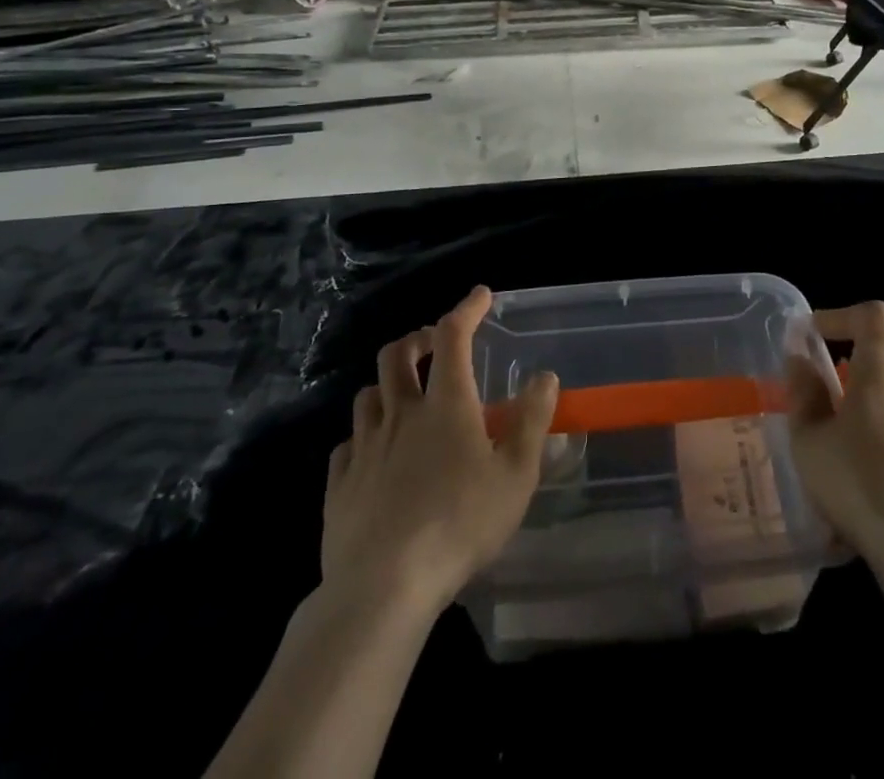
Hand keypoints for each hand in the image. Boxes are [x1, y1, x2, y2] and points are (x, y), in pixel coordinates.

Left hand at [321, 286, 558, 615]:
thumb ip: (532, 421)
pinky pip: (347, 444)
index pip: (452, 336)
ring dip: (387, 384)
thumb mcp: (515, 475)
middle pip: (396, 354)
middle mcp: (400, 414)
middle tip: (433, 344)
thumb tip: (544, 376)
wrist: (384, 587)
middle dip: (416, 338)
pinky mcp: (339, 484)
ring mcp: (364, 448)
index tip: (481, 295)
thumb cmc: (460, 524)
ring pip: (367, 394)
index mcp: (445, 405)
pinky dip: (363, 436)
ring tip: (404, 396)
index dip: (467, 309)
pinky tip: (373, 453)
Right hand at [785, 301, 883, 559]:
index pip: (872, 315)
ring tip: (834, 443)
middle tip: (823, 395)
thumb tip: (801, 360)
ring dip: (865, 407)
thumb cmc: (856, 479)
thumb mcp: (809, 437)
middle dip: (853, 367)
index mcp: (880, 371)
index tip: (812, 337)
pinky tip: (858, 479)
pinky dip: (880, 440)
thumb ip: (803, 393)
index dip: (841, 316)